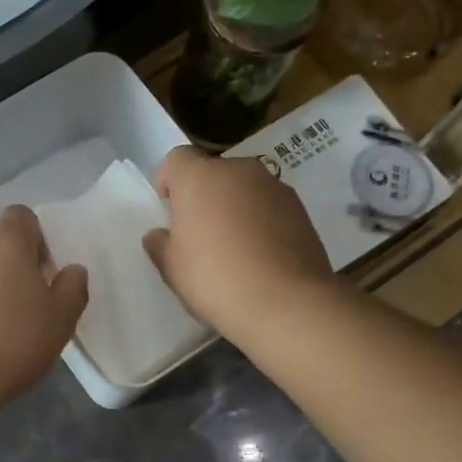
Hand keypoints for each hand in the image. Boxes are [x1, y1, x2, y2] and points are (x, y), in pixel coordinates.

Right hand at [143, 146, 333, 339]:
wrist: (284, 302)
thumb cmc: (214, 279)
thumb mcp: (171, 268)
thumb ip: (160, 245)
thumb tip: (160, 235)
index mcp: (199, 177)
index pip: (177, 159)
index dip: (169, 182)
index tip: (170, 212)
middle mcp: (239, 171)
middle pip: (214, 173)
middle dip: (205, 197)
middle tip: (200, 236)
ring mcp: (275, 187)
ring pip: (245, 190)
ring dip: (235, 209)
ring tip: (234, 250)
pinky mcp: (301, 209)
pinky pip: (270, 208)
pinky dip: (262, 223)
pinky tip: (261, 258)